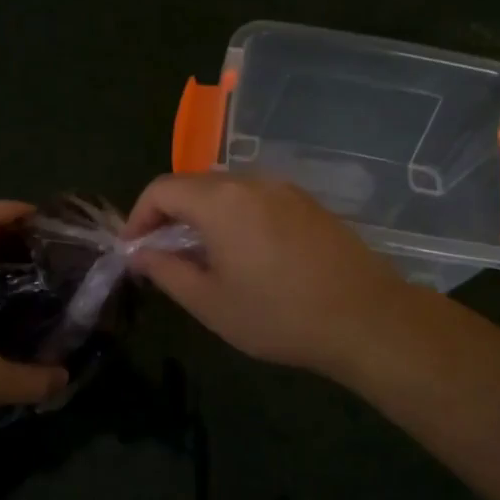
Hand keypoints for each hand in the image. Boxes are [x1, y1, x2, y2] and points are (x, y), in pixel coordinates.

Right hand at [125, 173, 412, 379]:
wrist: (365, 318)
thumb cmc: (278, 315)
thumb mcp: (210, 302)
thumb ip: (167, 271)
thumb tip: (141, 253)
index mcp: (220, 201)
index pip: (162, 189)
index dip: (138, 216)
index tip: (133, 250)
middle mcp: (251, 182)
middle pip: (194, 185)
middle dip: (170, 215)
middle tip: (163, 255)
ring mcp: (285, 190)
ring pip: (228, 192)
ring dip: (203, 216)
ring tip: (203, 258)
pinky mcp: (309, 204)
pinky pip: (258, 200)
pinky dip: (236, 218)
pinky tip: (246, 255)